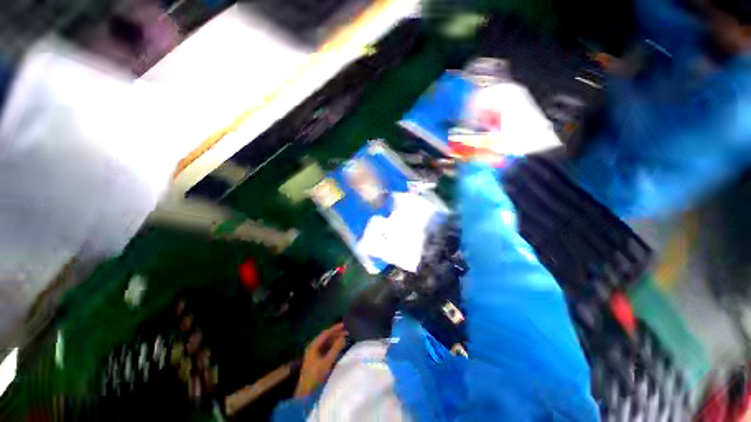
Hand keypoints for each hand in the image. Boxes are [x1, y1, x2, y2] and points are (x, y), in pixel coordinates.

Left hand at [294, 323, 347, 397]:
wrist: (305, 393)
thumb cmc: (316, 376)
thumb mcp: (327, 361)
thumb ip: (336, 348)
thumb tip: (344, 336)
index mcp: (313, 346)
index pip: (325, 333)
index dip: (335, 328)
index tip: (344, 325)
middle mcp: (313, 347)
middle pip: (326, 337)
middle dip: (336, 334)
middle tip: (347, 332)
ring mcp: (313, 354)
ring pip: (326, 343)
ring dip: (335, 340)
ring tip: (344, 338)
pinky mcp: (315, 361)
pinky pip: (325, 349)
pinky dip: (332, 346)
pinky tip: (338, 347)